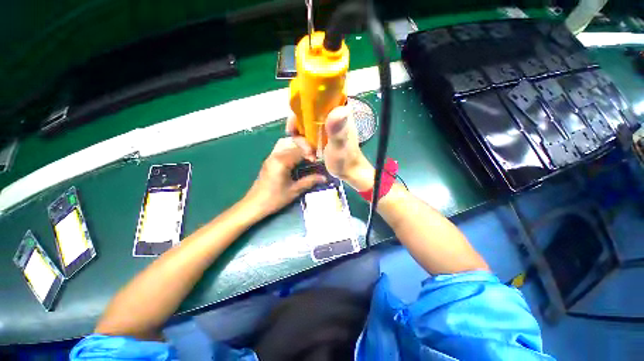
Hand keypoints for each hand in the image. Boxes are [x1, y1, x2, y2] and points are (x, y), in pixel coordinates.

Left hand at [243, 137, 325, 218]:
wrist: (255, 204)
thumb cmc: (275, 199)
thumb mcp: (294, 190)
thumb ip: (310, 181)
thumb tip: (324, 178)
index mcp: (282, 161)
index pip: (300, 150)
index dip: (311, 154)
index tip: (316, 162)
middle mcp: (275, 155)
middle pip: (293, 142)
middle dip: (305, 147)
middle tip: (312, 156)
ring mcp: (271, 156)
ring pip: (286, 142)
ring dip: (297, 146)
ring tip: (305, 155)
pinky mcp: (269, 160)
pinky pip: (281, 147)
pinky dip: (290, 148)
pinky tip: (296, 158)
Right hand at [286, 106, 374, 190]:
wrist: (348, 172)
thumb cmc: (346, 159)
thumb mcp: (340, 145)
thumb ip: (337, 130)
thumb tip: (338, 109)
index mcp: (338, 110)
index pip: (317, 96)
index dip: (302, 104)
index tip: (296, 121)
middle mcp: (329, 114)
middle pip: (305, 111)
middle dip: (299, 128)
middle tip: (302, 144)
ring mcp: (324, 125)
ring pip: (303, 124)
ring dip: (302, 140)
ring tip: (309, 154)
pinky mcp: (320, 134)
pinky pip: (305, 134)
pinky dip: (304, 144)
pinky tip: (310, 155)